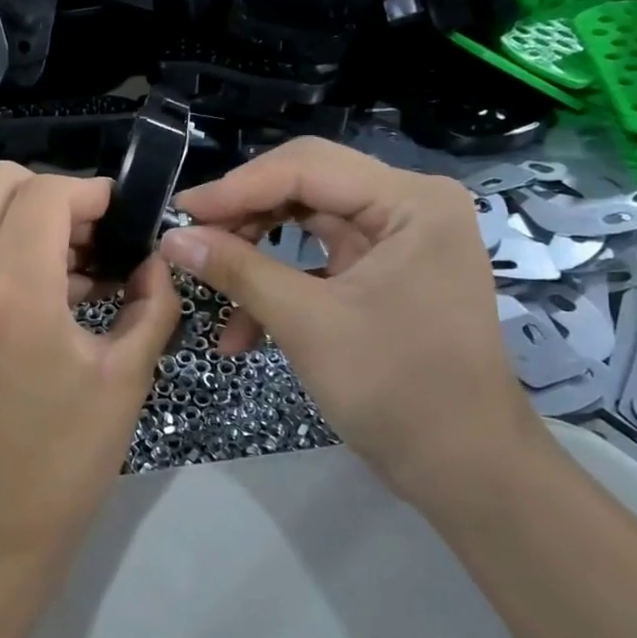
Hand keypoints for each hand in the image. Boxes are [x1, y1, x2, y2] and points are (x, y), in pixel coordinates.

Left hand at [0, 164, 181, 558]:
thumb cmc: (66, 459)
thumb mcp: (126, 376)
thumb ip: (152, 301)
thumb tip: (154, 259)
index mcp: (11, 294)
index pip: (44, 194)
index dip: (90, 192)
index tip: (123, 217)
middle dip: (54, 195)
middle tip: (96, 238)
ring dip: (28, 222)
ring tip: (80, 271)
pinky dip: (4, 249)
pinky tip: (48, 294)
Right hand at [160, 138, 535, 499]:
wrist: (464, 468)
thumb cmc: (396, 388)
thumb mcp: (306, 323)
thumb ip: (237, 270)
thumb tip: (172, 237)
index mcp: (410, 201)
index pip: (305, 168)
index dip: (236, 188)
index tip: (180, 212)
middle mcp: (407, 206)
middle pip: (303, 188)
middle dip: (243, 219)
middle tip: (190, 243)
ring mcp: (396, 240)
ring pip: (302, 224)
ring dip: (253, 257)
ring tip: (208, 287)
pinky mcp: (381, 273)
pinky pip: (314, 261)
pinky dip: (276, 287)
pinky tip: (241, 331)